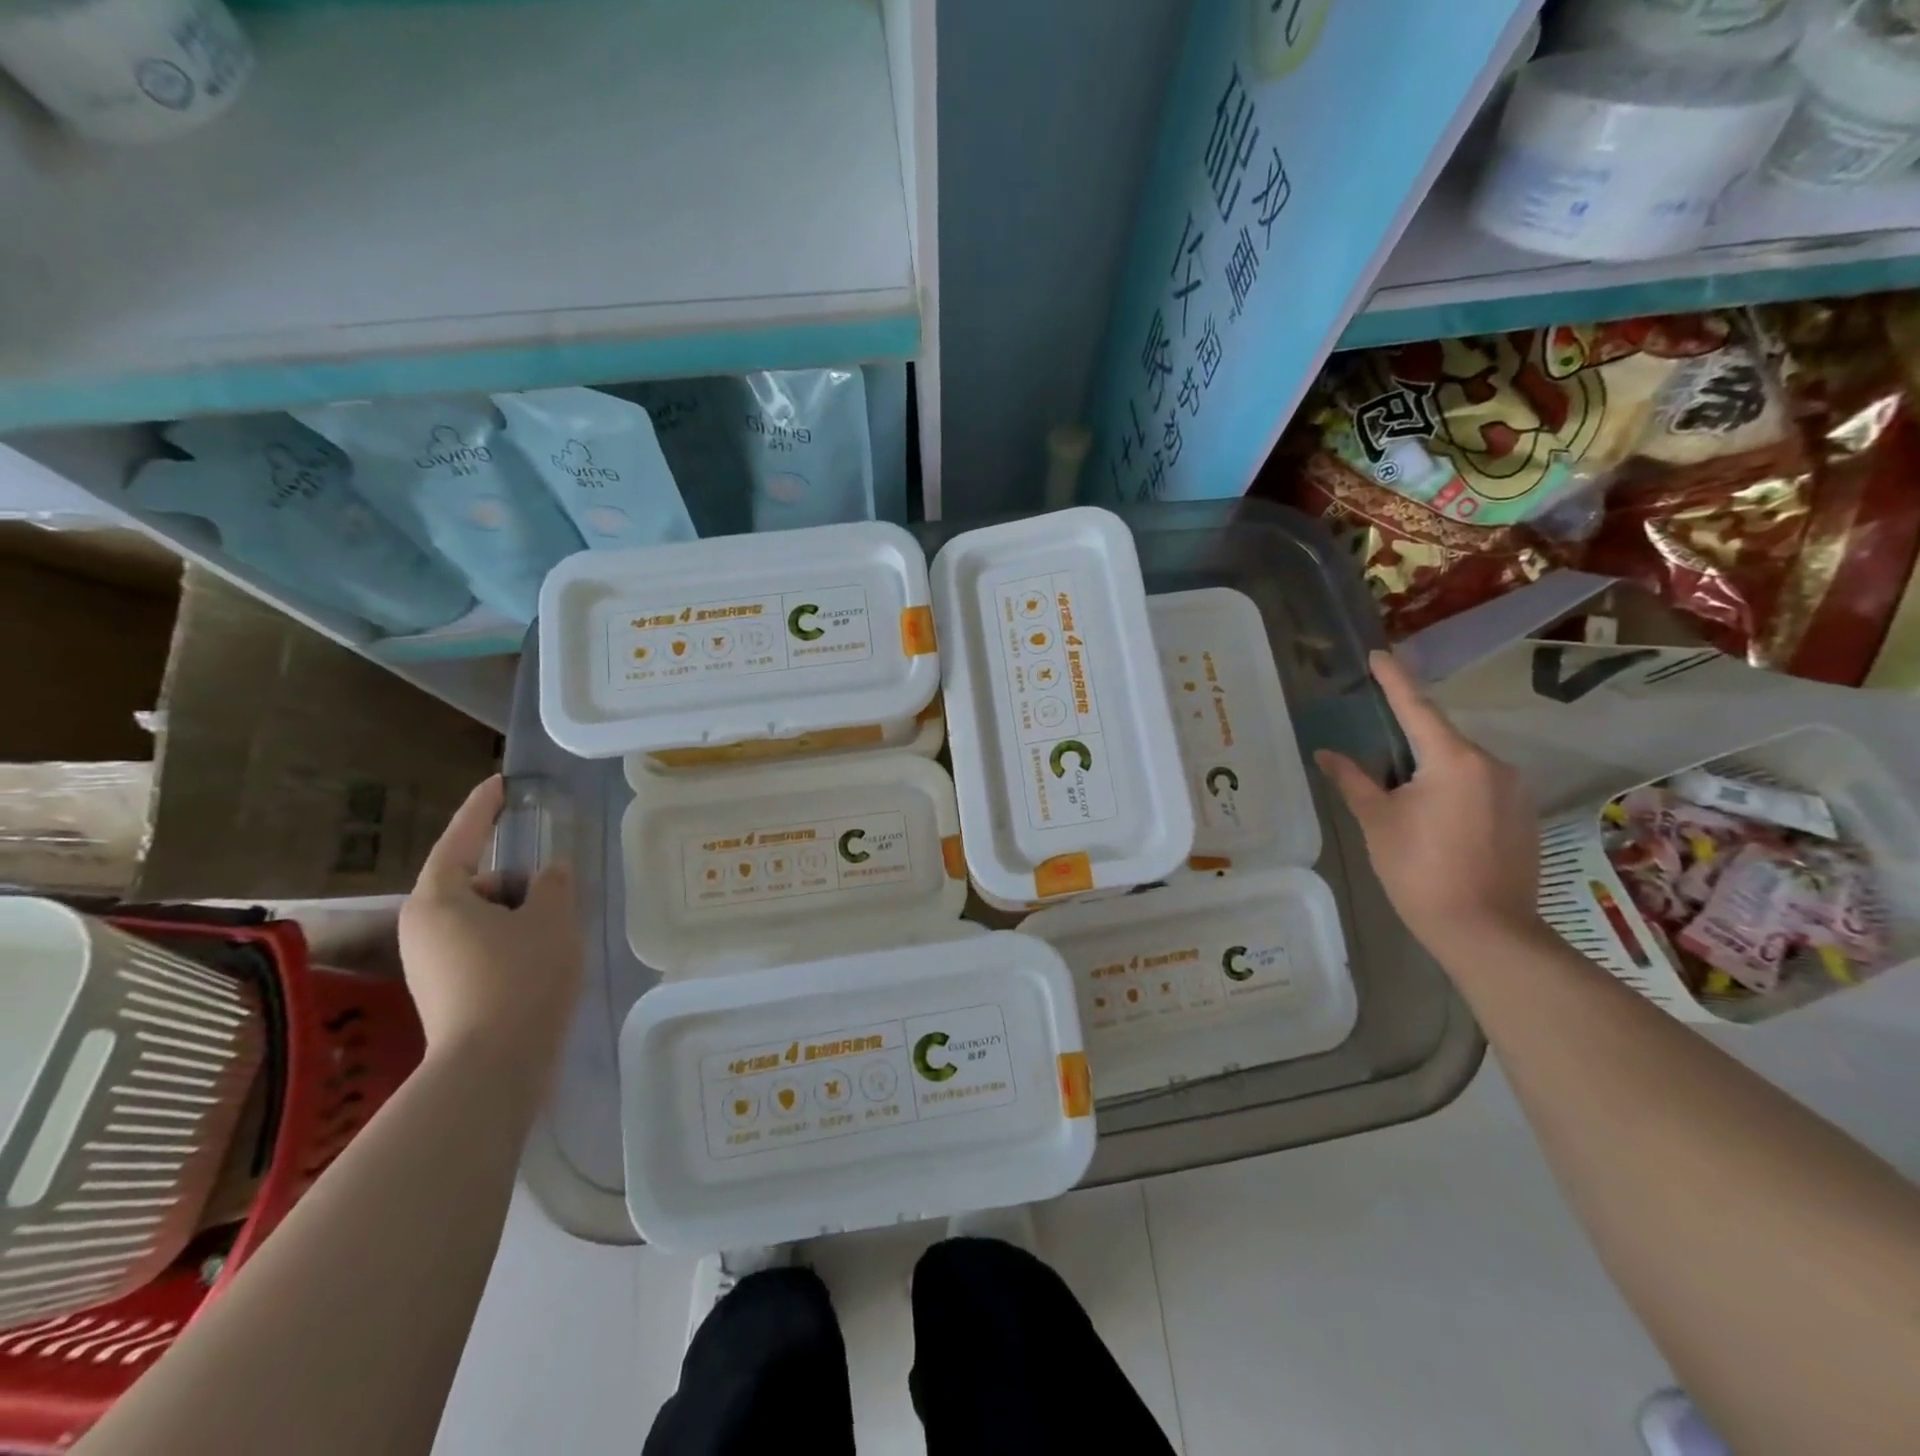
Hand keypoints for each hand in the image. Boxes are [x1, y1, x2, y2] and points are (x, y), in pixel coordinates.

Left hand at [398, 776, 582, 1072]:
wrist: (493, 1065)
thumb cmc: (521, 977)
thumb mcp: (551, 918)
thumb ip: (553, 884)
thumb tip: (551, 873)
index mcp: (438, 900)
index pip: (461, 839)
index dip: (483, 808)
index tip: (499, 784)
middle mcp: (422, 927)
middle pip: (475, 883)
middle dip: (515, 880)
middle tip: (555, 889)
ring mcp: (429, 962)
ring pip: (481, 917)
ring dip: (517, 913)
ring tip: (555, 931)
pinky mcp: (444, 990)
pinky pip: (480, 945)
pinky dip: (510, 940)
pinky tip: (541, 959)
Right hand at [1316, 652, 1541, 952]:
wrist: (1486, 930)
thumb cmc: (1419, 870)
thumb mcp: (1377, 822)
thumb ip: (1352, 780)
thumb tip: (1326, 753)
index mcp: (1453, 760)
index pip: (1416, 708)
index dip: (1394, 680)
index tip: (1379, 654)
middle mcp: (1491, 764)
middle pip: (1441, 737)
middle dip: (1409, 738)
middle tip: (1378, 749)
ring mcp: (1513, 790)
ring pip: (1461, 763)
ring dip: (1430, 768)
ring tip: (1402, 796)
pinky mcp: (1523, 815)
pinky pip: (1479, 785)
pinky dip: (1452, 788)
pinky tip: (1434, 817)